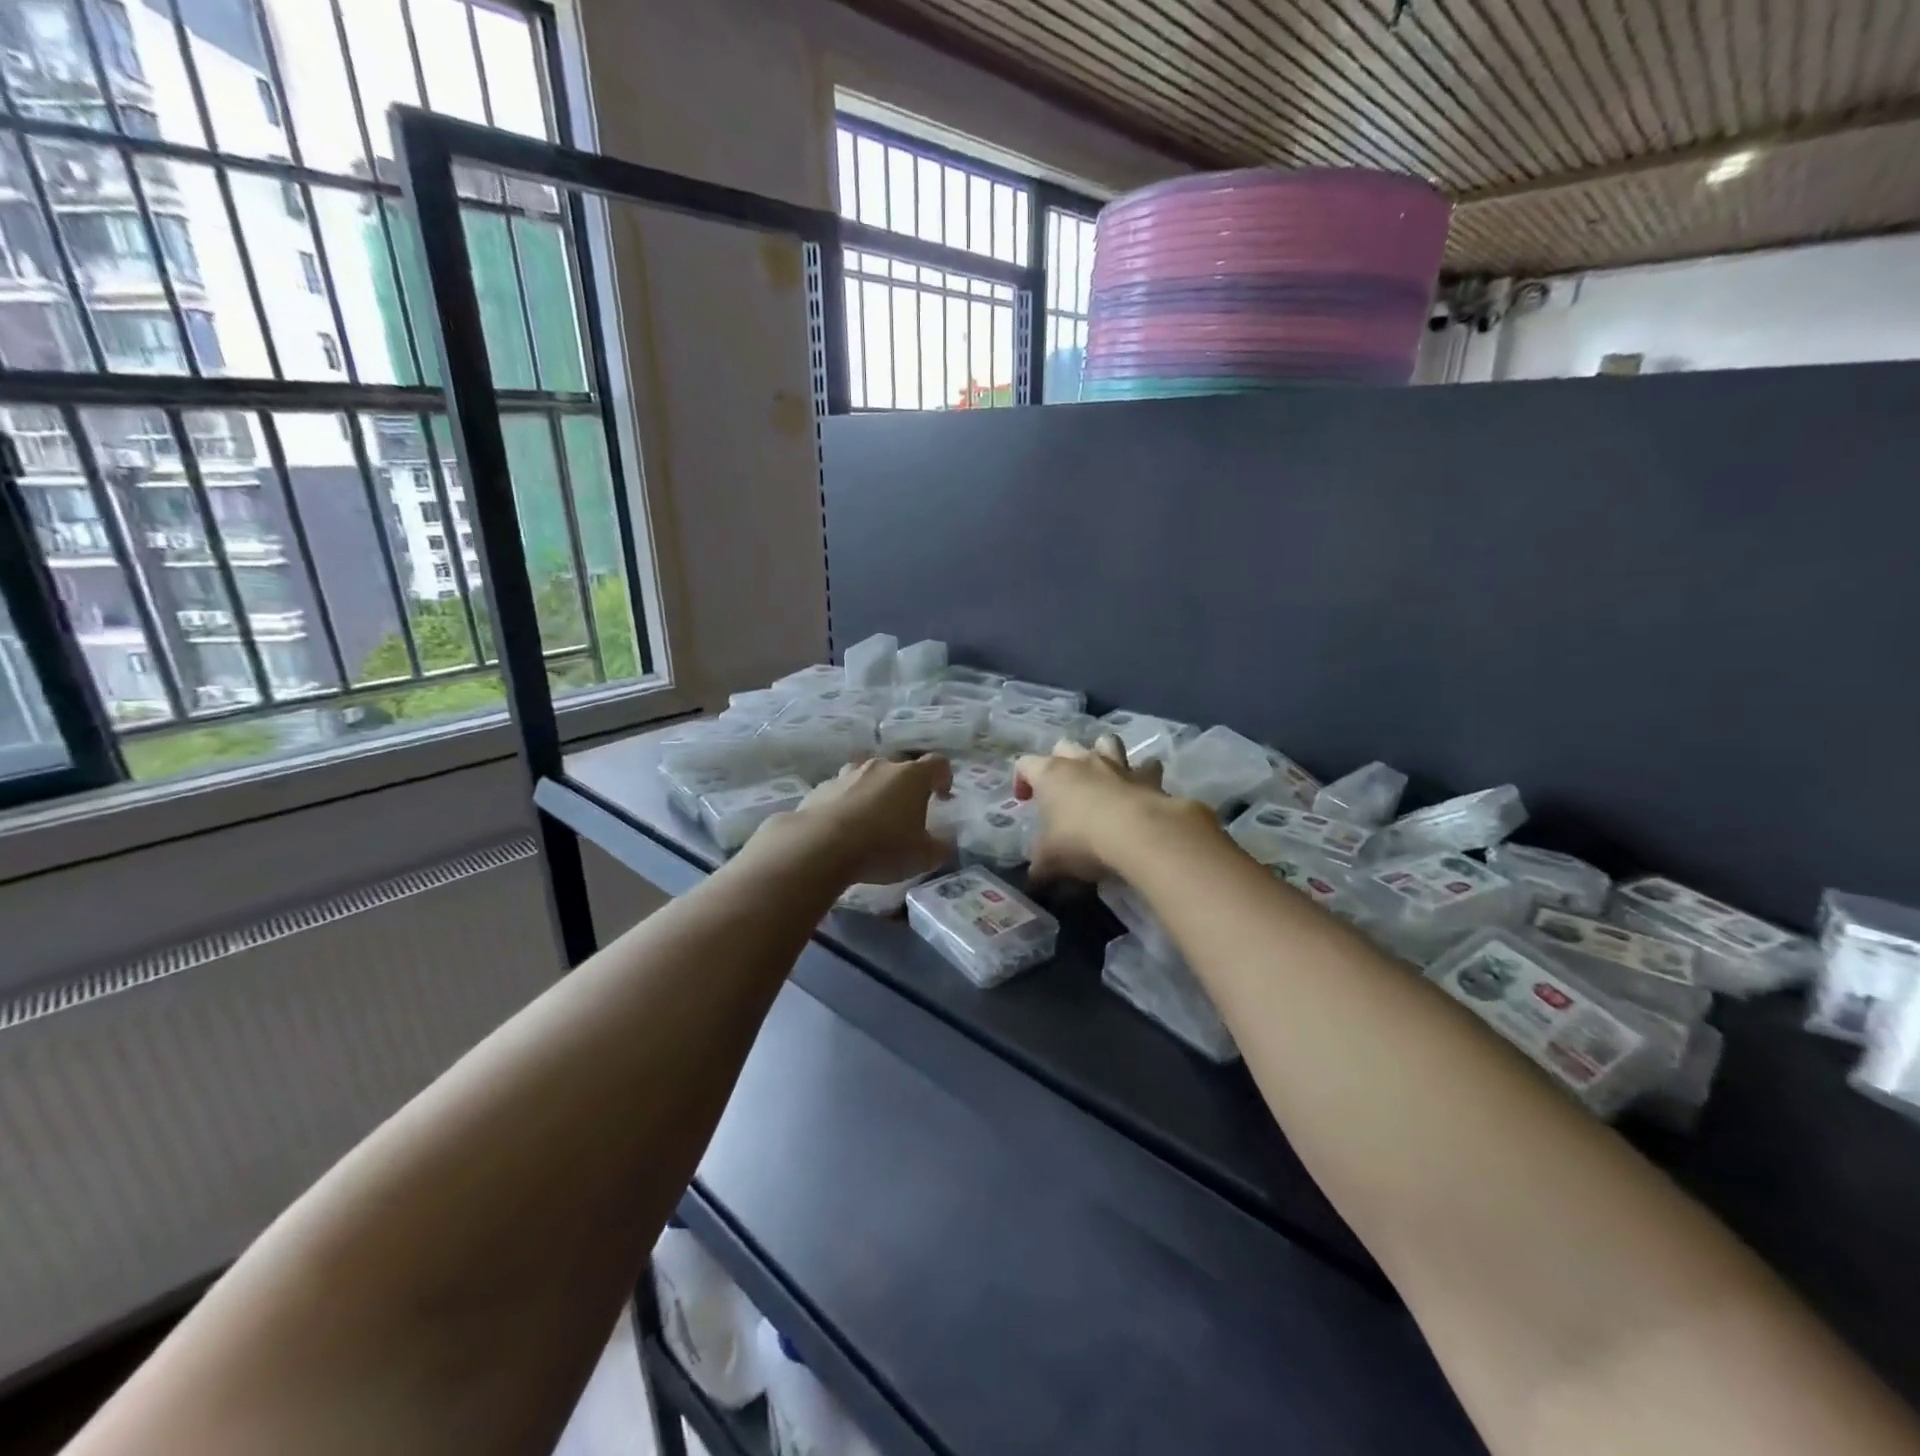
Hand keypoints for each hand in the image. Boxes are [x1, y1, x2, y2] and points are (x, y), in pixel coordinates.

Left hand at [789, 755, 953, 886]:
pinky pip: (841, 791)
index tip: (942, 797)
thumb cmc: (882, 847)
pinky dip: (846, 803)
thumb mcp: (923, 857)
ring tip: (871, 818)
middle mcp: (880, 766)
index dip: (944, 778)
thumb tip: (946, 842)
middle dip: (906, 787)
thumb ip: (941, 847)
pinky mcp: (821, 787)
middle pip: (900, 768)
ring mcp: (847, 774)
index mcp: (912, 776)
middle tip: (905, 813)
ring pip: (867, 776)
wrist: (820, 846)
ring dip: (873, 791)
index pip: (938, 764)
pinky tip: (842, 827)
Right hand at [1015, 735, 1193, 882]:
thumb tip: (1034, 876)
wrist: (1137, 834)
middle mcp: (1082, 761)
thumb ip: (1040, 864)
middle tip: (1061, 789)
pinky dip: (1144, 774)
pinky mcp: (1148, 777)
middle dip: (1060, 762)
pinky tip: (1142, 788)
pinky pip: (1147, 766)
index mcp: (1050, 774)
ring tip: (1102, 776)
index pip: (1025, 764)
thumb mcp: (1049, 859)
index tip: (1024, 801)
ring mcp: (1117, 765)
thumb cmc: (1081, 841)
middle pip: (1064, 746)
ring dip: (1102, 753)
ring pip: (1106, 742)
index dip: (1021, 779)